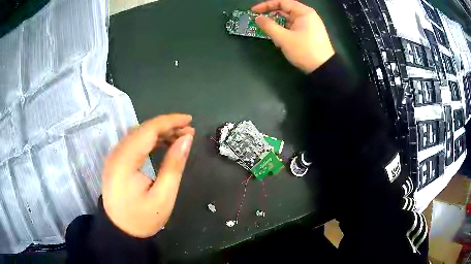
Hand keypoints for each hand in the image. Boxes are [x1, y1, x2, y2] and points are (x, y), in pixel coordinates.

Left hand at [101, 114, 194, 237]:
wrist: (121, 231)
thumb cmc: (142, 218)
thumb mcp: (163, 196)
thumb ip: (174, 165)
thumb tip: (187, 139)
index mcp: (125, 161)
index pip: (148, 130)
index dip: (170, 121)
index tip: (190, 120)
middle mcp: (116, 153)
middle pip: (142, 129)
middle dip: (167, 126)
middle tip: (189, 131)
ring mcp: (115, 156)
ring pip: (138, 135)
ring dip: (160, 133)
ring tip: (180, 137)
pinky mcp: (117, 161)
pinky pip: (135, 143)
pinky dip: (151, 141)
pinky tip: (164, 144)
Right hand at [252, 0, 334, 72]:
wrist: (324, 68)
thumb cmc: (304, 51)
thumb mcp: (283, 38)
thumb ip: (269, 26)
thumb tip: (258, 18)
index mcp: (303, 12)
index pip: (282, 2)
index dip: (266, 5)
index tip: (254, 11)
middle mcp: (307, 15)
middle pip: (285, 10)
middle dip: (271, 15)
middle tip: (259, 22)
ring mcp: (309, 24)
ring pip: (288, 19)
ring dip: (277, 24)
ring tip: (268, 32)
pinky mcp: (309, 33)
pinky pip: (293, 27)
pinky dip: (284, 30)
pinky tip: (279, 39)